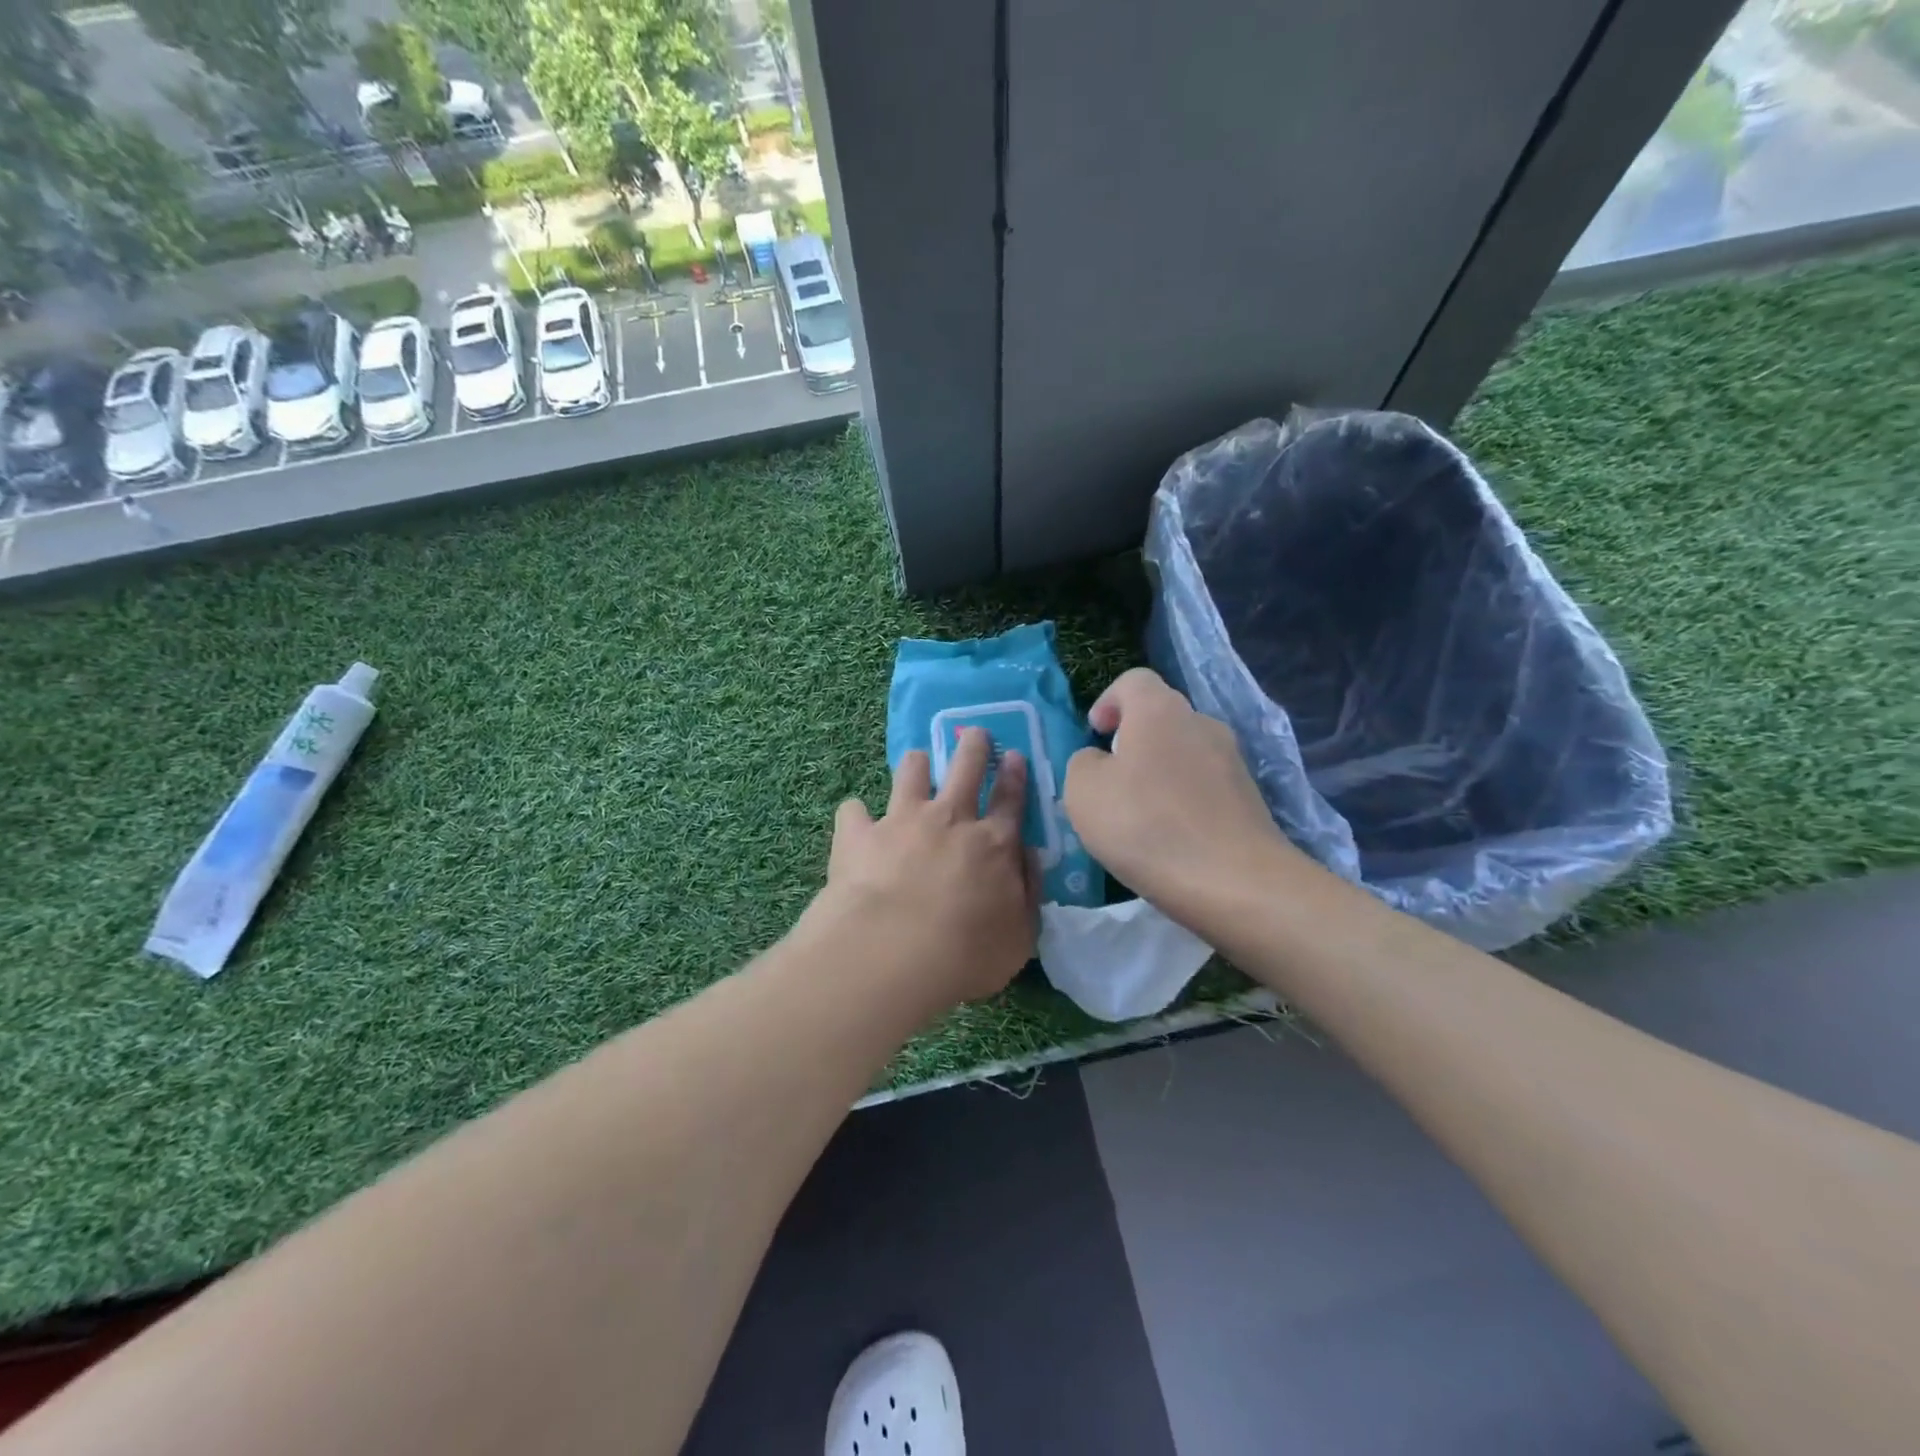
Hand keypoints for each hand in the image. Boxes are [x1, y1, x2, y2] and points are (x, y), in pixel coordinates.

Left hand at [820, 729, 1039, 1004]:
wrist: (891, 953)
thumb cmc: (965, 954)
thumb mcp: (1020, 936)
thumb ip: (1029, 892)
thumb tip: (1029, 856)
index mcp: (993, 843)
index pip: (1010, 800)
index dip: (1014, 776)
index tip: (1013, 756)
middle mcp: (950, 819)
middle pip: (965, 767)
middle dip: (973, 747)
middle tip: (975, 735)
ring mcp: (902, 820)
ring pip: (910, 772)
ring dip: (916, 764)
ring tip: (916, 763)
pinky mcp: (859, 834)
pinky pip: (853, 811)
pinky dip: (855, 815)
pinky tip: (855, 822)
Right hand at [1065, 669, 1302, 927]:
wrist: (1234, 881)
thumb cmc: (1146, 826)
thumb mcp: (1083, 792)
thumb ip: (1082, 763)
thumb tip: (1099, 761)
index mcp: (1159, 710)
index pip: (1133, 680)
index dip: (1108, 701)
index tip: (1095, 734)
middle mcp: (1201, 723)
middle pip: (1161, 716)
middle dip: (1132, 740)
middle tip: (1110, 779)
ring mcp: (1231, 760)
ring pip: (1184, 752)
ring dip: (1158, 772)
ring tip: (1139, 815)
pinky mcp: (1249, 797)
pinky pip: (1204, 785)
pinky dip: (1183, 800)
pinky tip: (1171, 837)